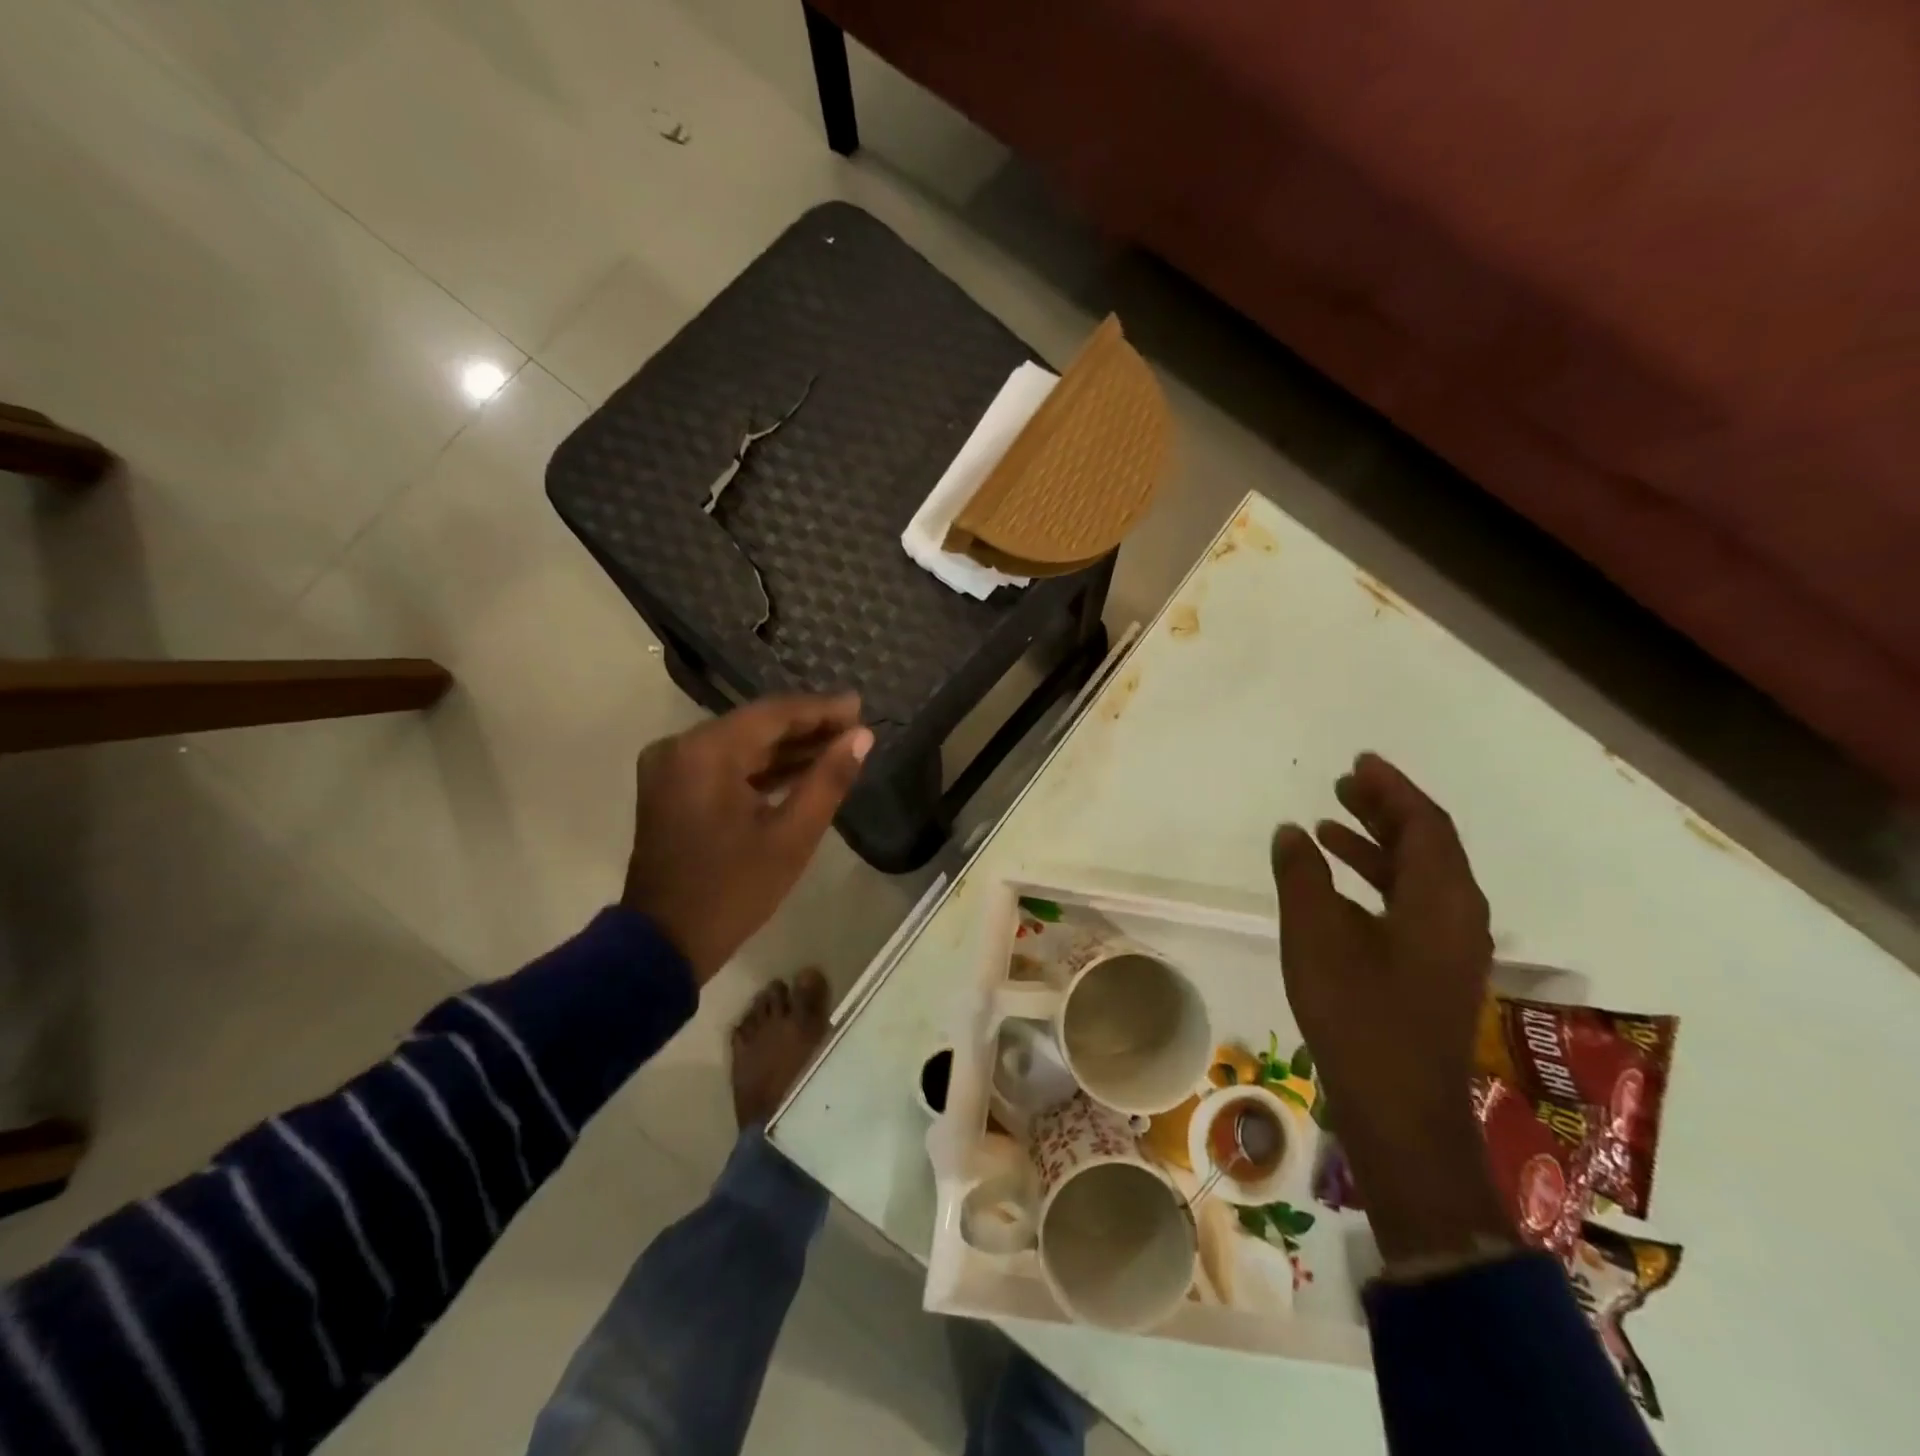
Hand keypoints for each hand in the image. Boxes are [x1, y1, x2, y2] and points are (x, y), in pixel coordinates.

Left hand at [623, 694, 872, 984]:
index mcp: (705, 752)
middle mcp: (681, 747)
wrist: (664, 943)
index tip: (861, 707)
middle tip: (855, 728)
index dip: (821, 709)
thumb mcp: (792, 837)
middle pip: (755, 725)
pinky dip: (761, 768)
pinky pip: (725, 764)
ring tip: (838, 746)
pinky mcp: (672, 788)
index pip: (773, 714)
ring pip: (741, 744)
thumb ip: (829, 780)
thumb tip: (862, 737)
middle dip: (807, 727)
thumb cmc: (733, 891)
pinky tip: (801, 770)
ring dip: (787, 748)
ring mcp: (672, 767)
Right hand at [1271, 753, 1509, 1261]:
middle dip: (1385, 810)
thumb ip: (1302, 877)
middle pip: (1428, 845)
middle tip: (1343, 785)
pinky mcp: (1436, 970)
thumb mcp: (1315, 936)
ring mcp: (1451, 947)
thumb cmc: (1357, 1014)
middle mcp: (1458, 915)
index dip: (1392, 789)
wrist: (1399, 1108)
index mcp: (1440, 899)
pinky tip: (1337, 886)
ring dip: (1377, 845)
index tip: (1360, 763)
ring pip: (1419, 876)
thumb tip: (1290, 833)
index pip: (1424, 824)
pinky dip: (1378, 881)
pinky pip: (1412, 904)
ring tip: (1329, 824)